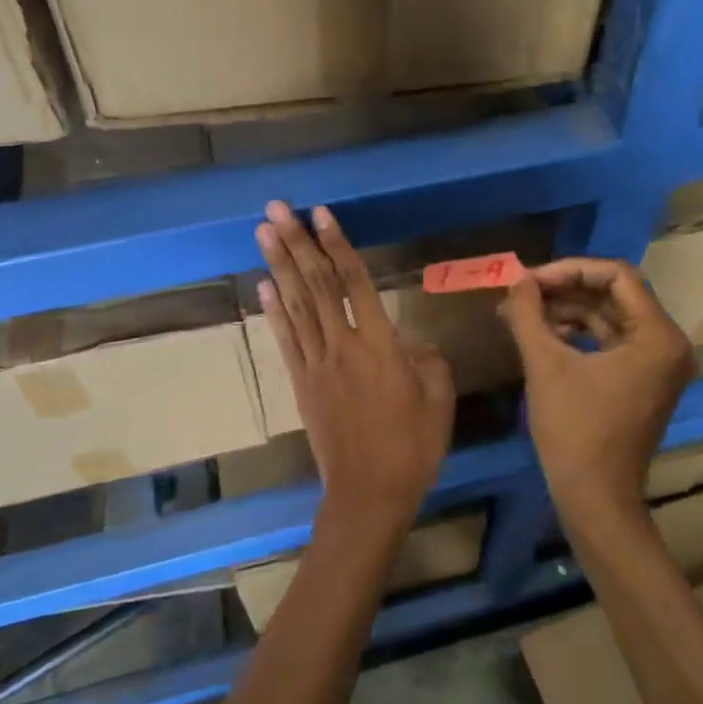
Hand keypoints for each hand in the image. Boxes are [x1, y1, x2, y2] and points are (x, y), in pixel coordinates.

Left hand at [256, 202, 454, 535]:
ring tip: (263, 233)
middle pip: (316, 285)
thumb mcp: (440, 401)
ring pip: (295, 306)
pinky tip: (262, 287)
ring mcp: (316, 365)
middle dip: (295, 243)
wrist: (368, 494)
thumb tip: (411, 342)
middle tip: (275, 209)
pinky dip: (272, 311)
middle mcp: (342, 346)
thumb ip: (428, 361)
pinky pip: (285, 341)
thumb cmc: (412, 448)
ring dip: (277, 266)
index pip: (355, 283)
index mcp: (380, 346)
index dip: (337, 245)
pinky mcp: (302, 384)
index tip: (321, 213)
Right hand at [499, 258, 694, 528]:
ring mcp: (657, 364)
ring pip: (610, 317)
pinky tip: (542, 335)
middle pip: (614, 294)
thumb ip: (528, 314)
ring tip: (523, 312)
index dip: (569, 270)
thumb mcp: (545, 365)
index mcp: (658, 336)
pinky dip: (578, 334)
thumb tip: (516, 280)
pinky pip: (610, 341)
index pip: (616, 276)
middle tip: (522, 291)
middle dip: (565, 289)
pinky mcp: (642, 381)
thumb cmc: (574, 430)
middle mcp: (667, 344)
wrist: (595, 498)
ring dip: (567, 311)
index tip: (529, 280)